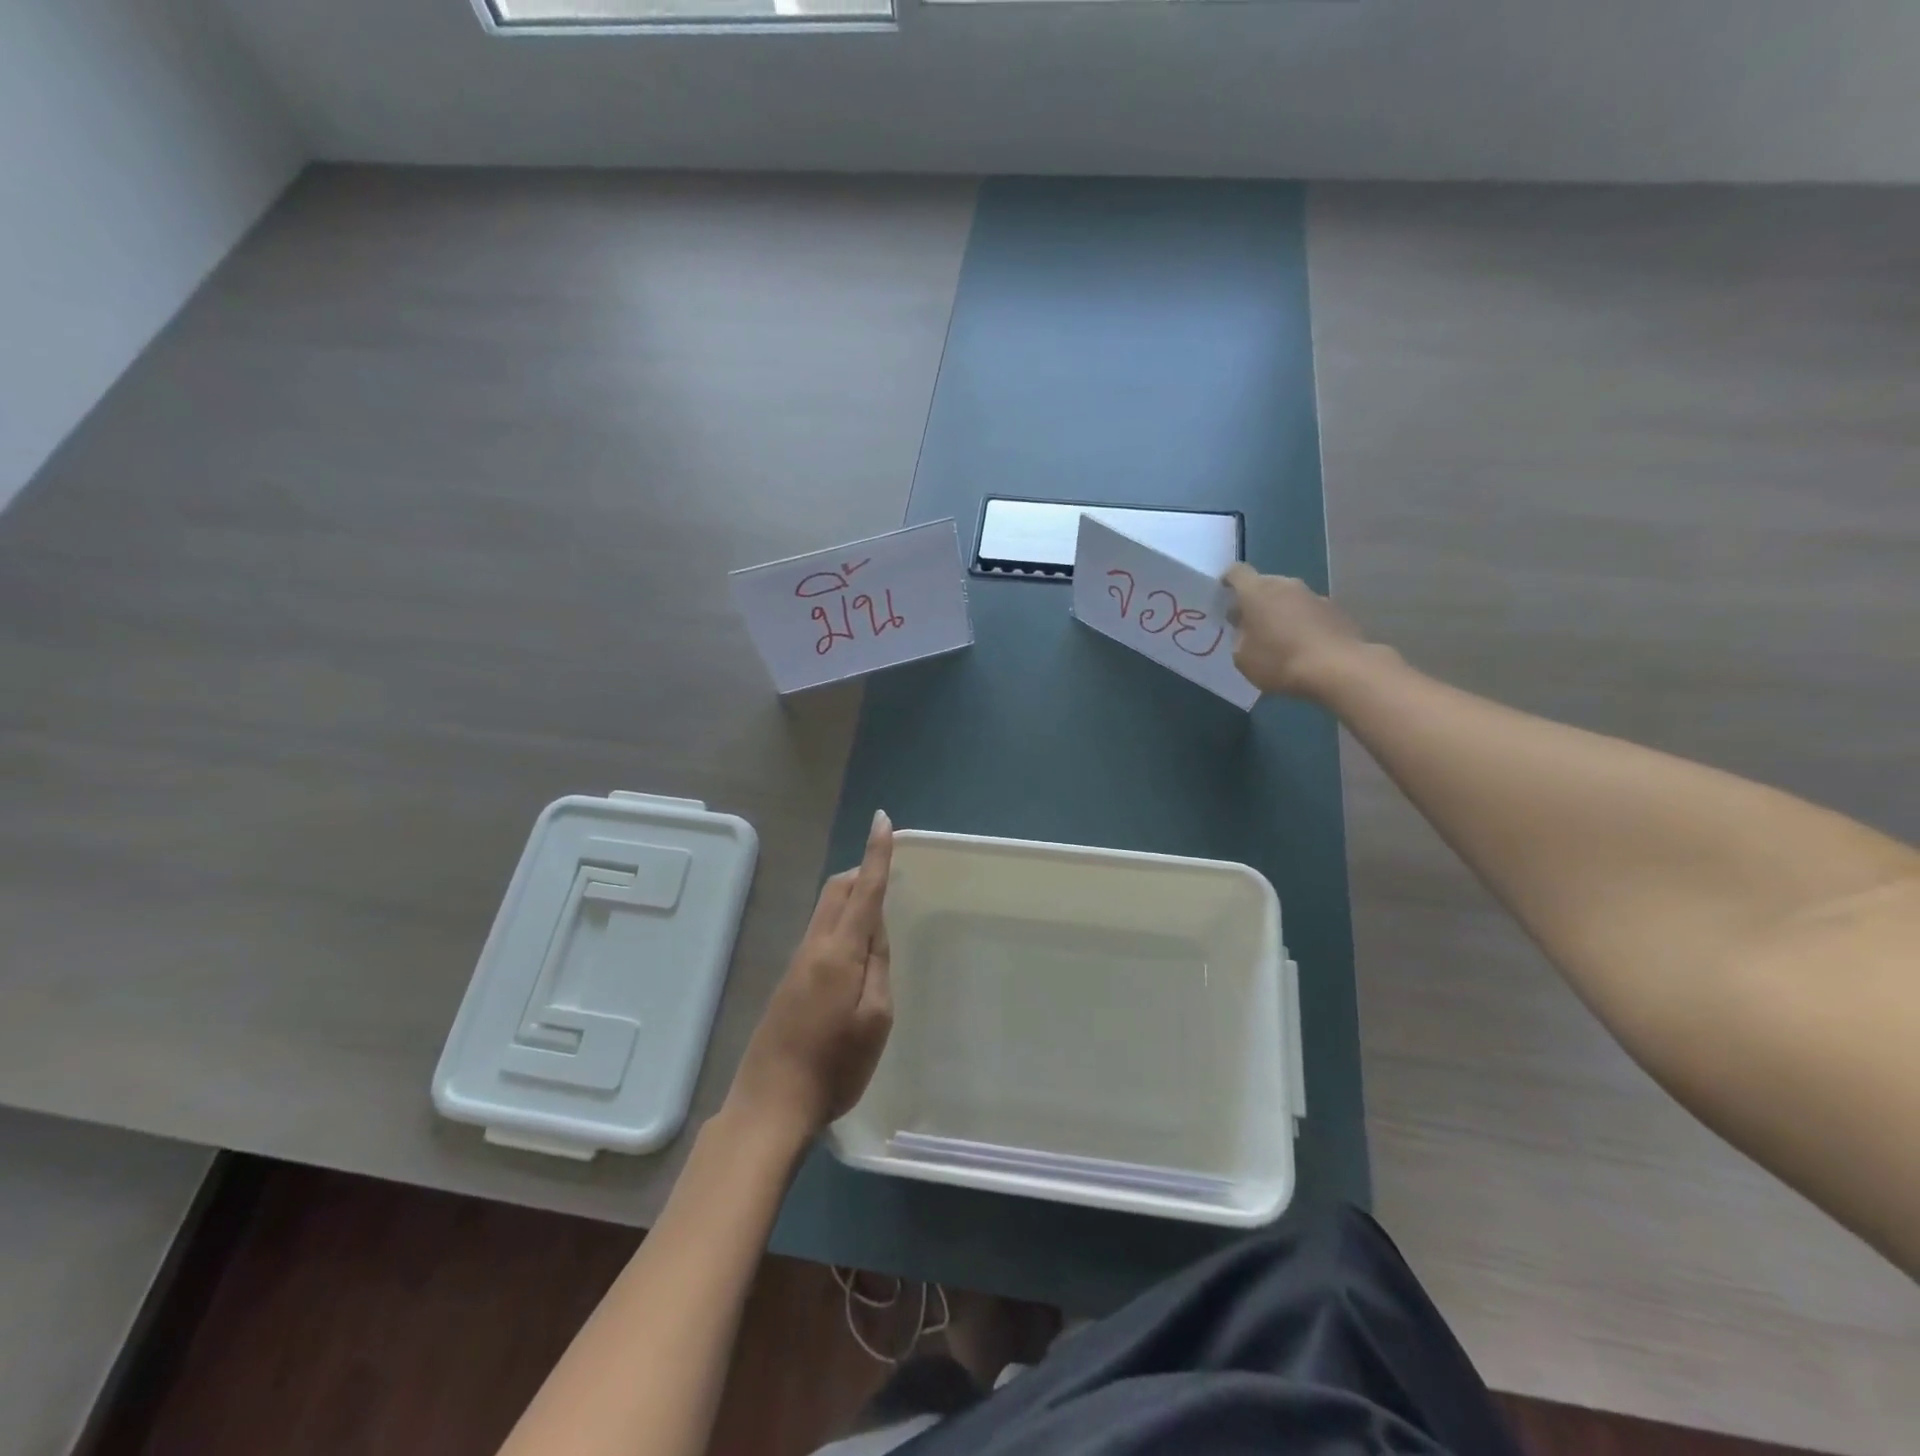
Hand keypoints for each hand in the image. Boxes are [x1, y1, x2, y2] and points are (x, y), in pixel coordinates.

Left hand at [727, 811, 894, 1141]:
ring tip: (879, 911)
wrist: (770, 1103)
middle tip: (888, 871)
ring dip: (851, 896)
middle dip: (861, 870)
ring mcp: (798, 962)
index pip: (863, 889)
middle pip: (837, 890)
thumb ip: (878, 966)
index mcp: (839, 951)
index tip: (883, 820)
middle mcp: (814, 946)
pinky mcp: (790, 980)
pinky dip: (841, 922)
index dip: (876, 854)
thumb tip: (874, 930)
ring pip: (827, 910)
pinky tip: (855, 951)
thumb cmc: (834, 1065)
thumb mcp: (875, 1018)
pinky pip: (821, 932)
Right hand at [1222, 564, 1371, 699]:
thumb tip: (1246, 631)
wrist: (1337, 668)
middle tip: (1248, 625)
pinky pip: (1309, 612)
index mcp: (1256, 591)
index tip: (1223, 597)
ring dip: (1280, 612)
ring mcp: (1313, 595)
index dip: (1227, 582)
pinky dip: (1302, 623)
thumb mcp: (1243, 658)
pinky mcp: (1335, 610)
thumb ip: (1239, 638)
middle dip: (1254, 601)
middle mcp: (1285, 585)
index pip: (1236, 572)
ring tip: (1277, 639)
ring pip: (1288, 598)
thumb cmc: (1279, 661)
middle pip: (1264, 584)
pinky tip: (1302, 646)